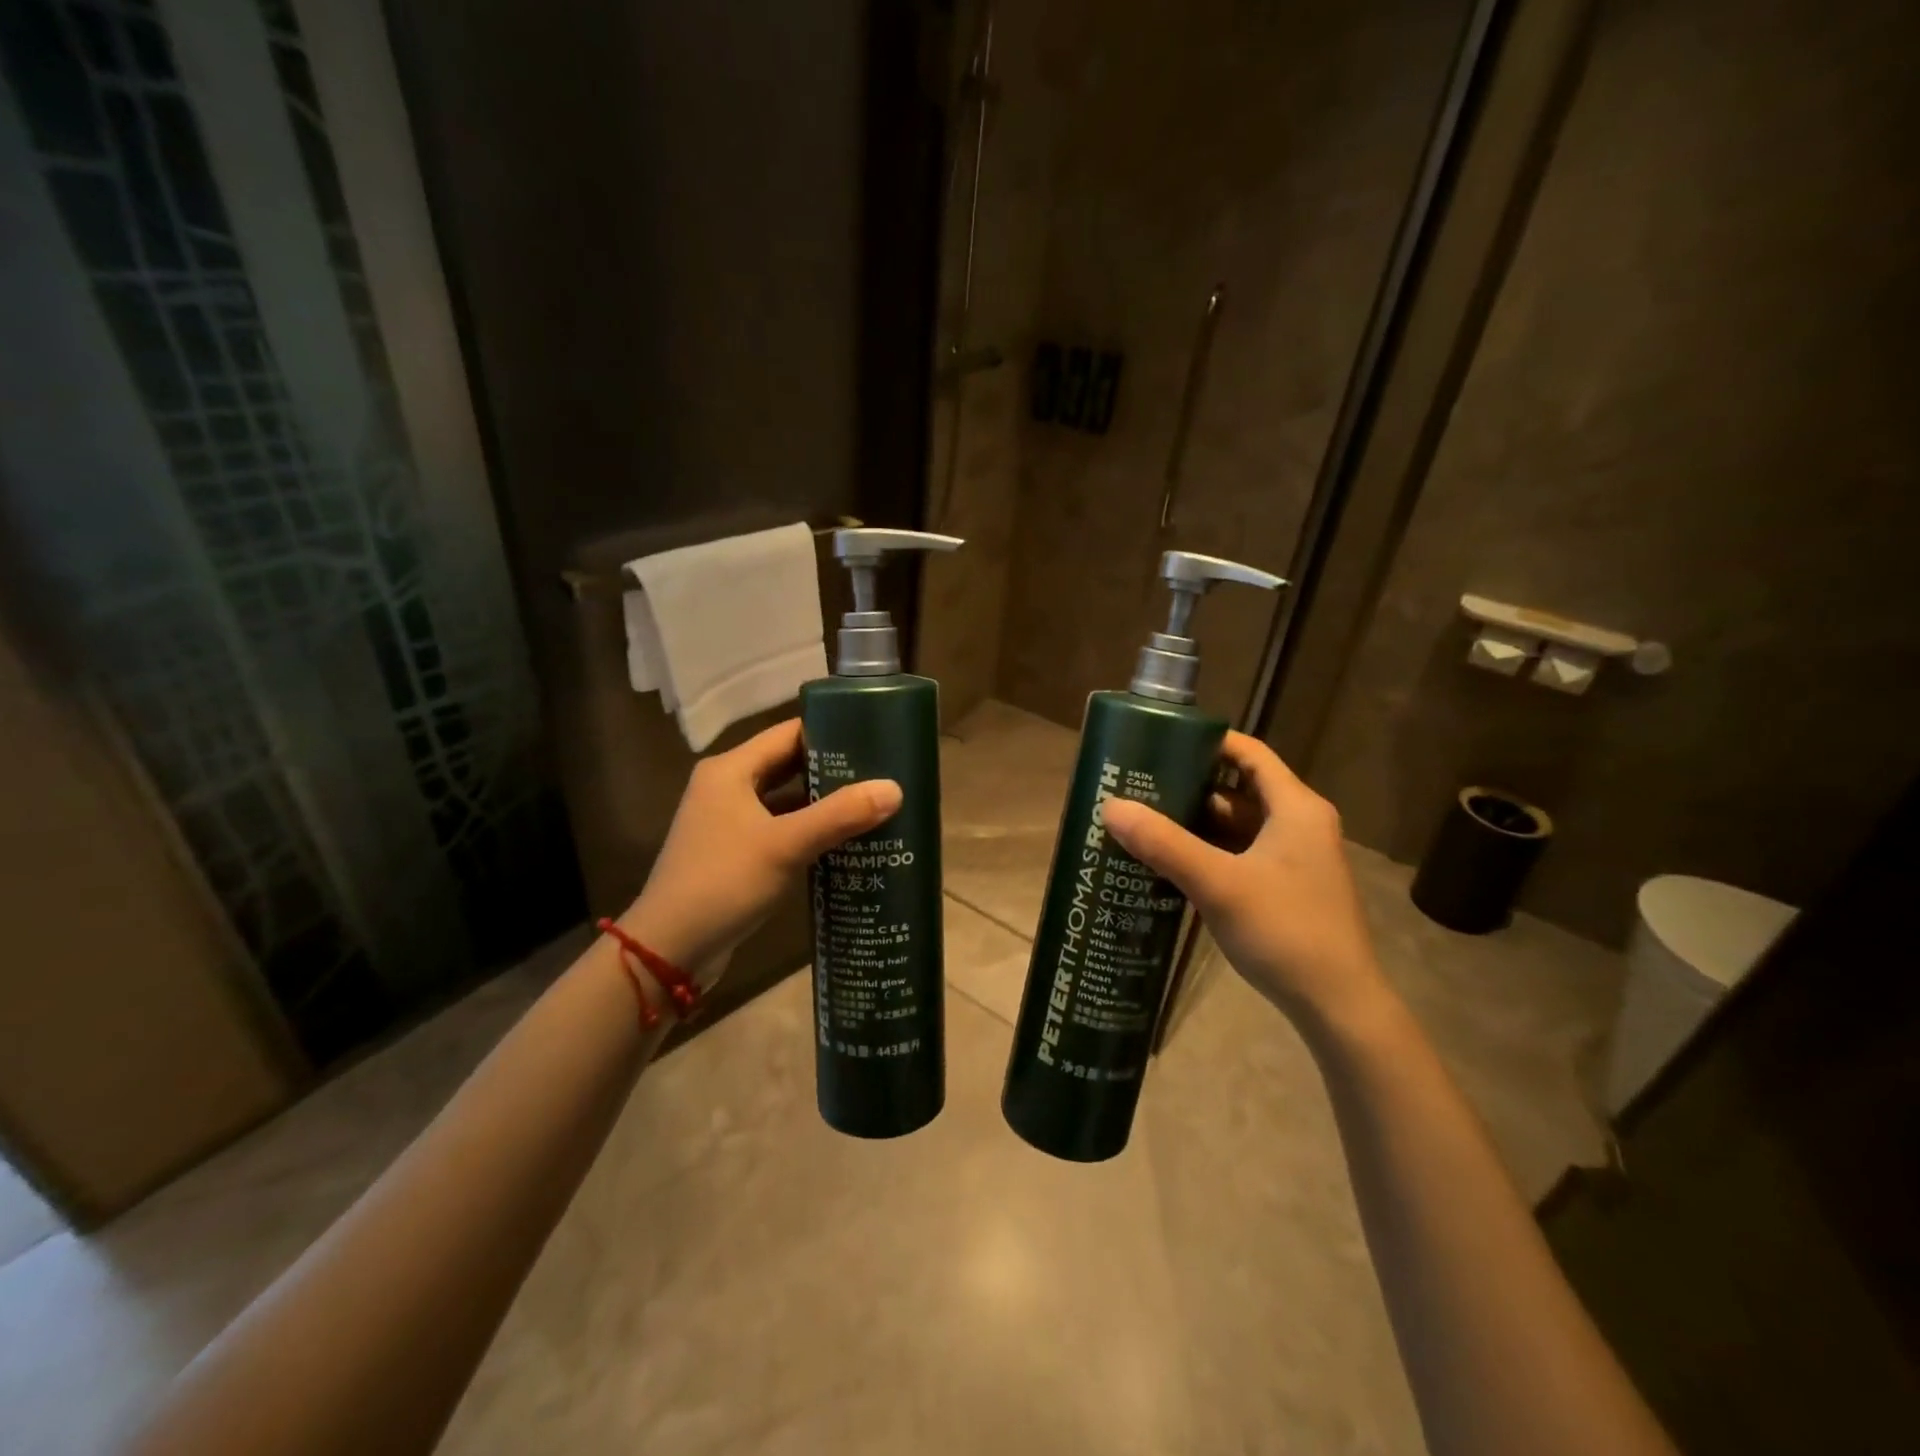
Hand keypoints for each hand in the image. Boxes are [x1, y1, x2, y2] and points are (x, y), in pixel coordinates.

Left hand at [619, 719, 900, 982]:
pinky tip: (845, 840)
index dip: (830, 731)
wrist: (669, 949)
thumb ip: (840, 815)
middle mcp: (728, 787)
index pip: (788, 733)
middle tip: (883, 771)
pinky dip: (809, 830)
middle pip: (788, 764)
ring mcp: (730, 821)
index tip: (874, 735)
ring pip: (786, 799)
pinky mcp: (736, 852)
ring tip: (873, 802)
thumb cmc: (723, 882)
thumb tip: (895, 789)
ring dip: (823, 802)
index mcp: (731, 770)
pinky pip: (781, 828)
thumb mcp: (785, 845)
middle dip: (833, 768)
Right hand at [1101, 731, 1390, 1030]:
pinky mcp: (1283, 888)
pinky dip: (1205, 853)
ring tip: (1142, 821)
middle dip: (1187, 788)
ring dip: (1193, 824)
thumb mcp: (1218, 884)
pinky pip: (1238, 855)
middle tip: (1137, 786)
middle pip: (1236, 791)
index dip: (1207, 742)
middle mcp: (1297, 825)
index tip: (1160, 742)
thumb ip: (1164, 844)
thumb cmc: (1285, 930)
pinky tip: (1167, 863)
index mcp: (1294, 808)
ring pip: (1235, 827)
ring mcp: (1292, 859)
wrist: (1338, 1006)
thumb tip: (1111, 806)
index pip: (1249, 753)